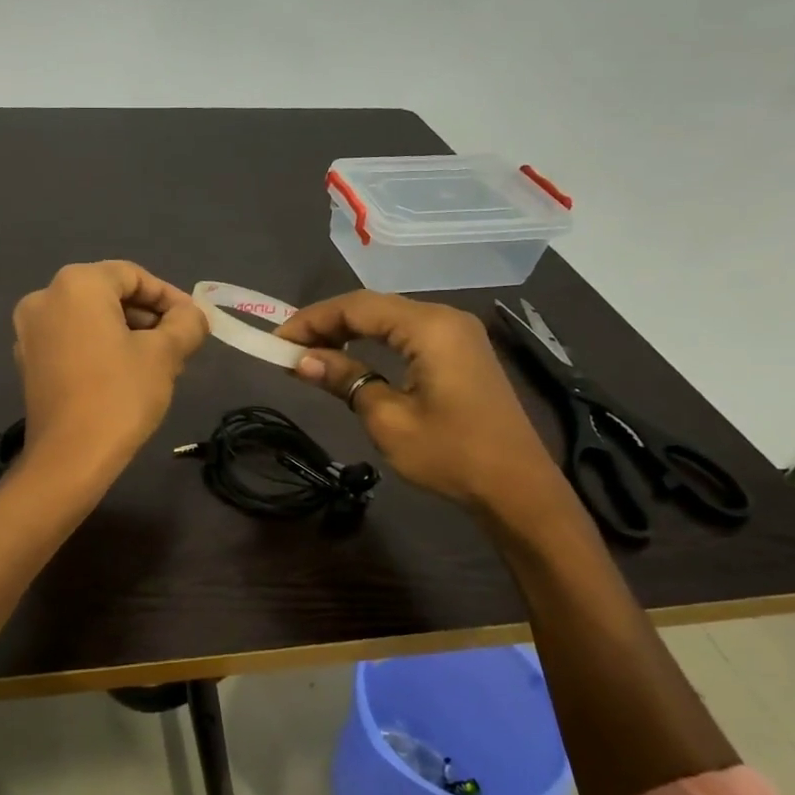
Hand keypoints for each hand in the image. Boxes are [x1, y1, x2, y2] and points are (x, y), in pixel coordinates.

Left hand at [12, 261, 207, 472]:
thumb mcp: (165, 354)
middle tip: (178, 344)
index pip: (133, 275)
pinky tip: (124, 374)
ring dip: (126, 332)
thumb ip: (186, 324)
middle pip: (108, 294)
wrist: (70, 457)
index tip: (193, 322)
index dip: (169, 296)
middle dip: (147, 316)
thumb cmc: (120, 395)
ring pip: (89, 318)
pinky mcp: (27, 361)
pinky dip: (99, 347)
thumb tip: (192, 316)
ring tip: (157, 362)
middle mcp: (45, 297)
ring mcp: (29, 331)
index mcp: (77, 284)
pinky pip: (71, 340)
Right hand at [276, 291, 566, 517]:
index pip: (357, 307)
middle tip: (289, 348)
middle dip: (327, 323)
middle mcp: (445, 318)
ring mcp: (457, 333)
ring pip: (389, 318)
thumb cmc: (451, 454)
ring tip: (311, 353)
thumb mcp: (388, 419)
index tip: (277, 340)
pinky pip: (407, 333)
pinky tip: (352, 357)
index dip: (312, 320)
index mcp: (429, 327)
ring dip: (348, 331)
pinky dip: (373, 342)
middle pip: (373, 307)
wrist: (517, 488)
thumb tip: (301, 360)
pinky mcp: (461, 352)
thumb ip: (345, 379)